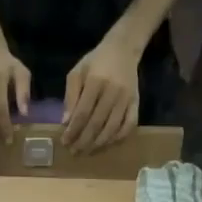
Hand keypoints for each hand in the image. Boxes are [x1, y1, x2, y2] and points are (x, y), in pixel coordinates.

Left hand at [62, 36, 140, 152]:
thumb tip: (65, 122)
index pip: (83, 113)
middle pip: (97, 124)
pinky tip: (107, 143)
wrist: (123, 49)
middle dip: (83, 141)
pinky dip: (118, 137)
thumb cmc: (95, 61)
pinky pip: (129, 125)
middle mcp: (113, 91)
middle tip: (74, 151)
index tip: (64, 142)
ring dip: (98, 143)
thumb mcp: (77, 72)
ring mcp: (126, 98)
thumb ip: (70, 96)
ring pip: (112, 128)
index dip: (73, 130)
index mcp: (96, 82)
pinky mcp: (136, 102)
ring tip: (87, 151)